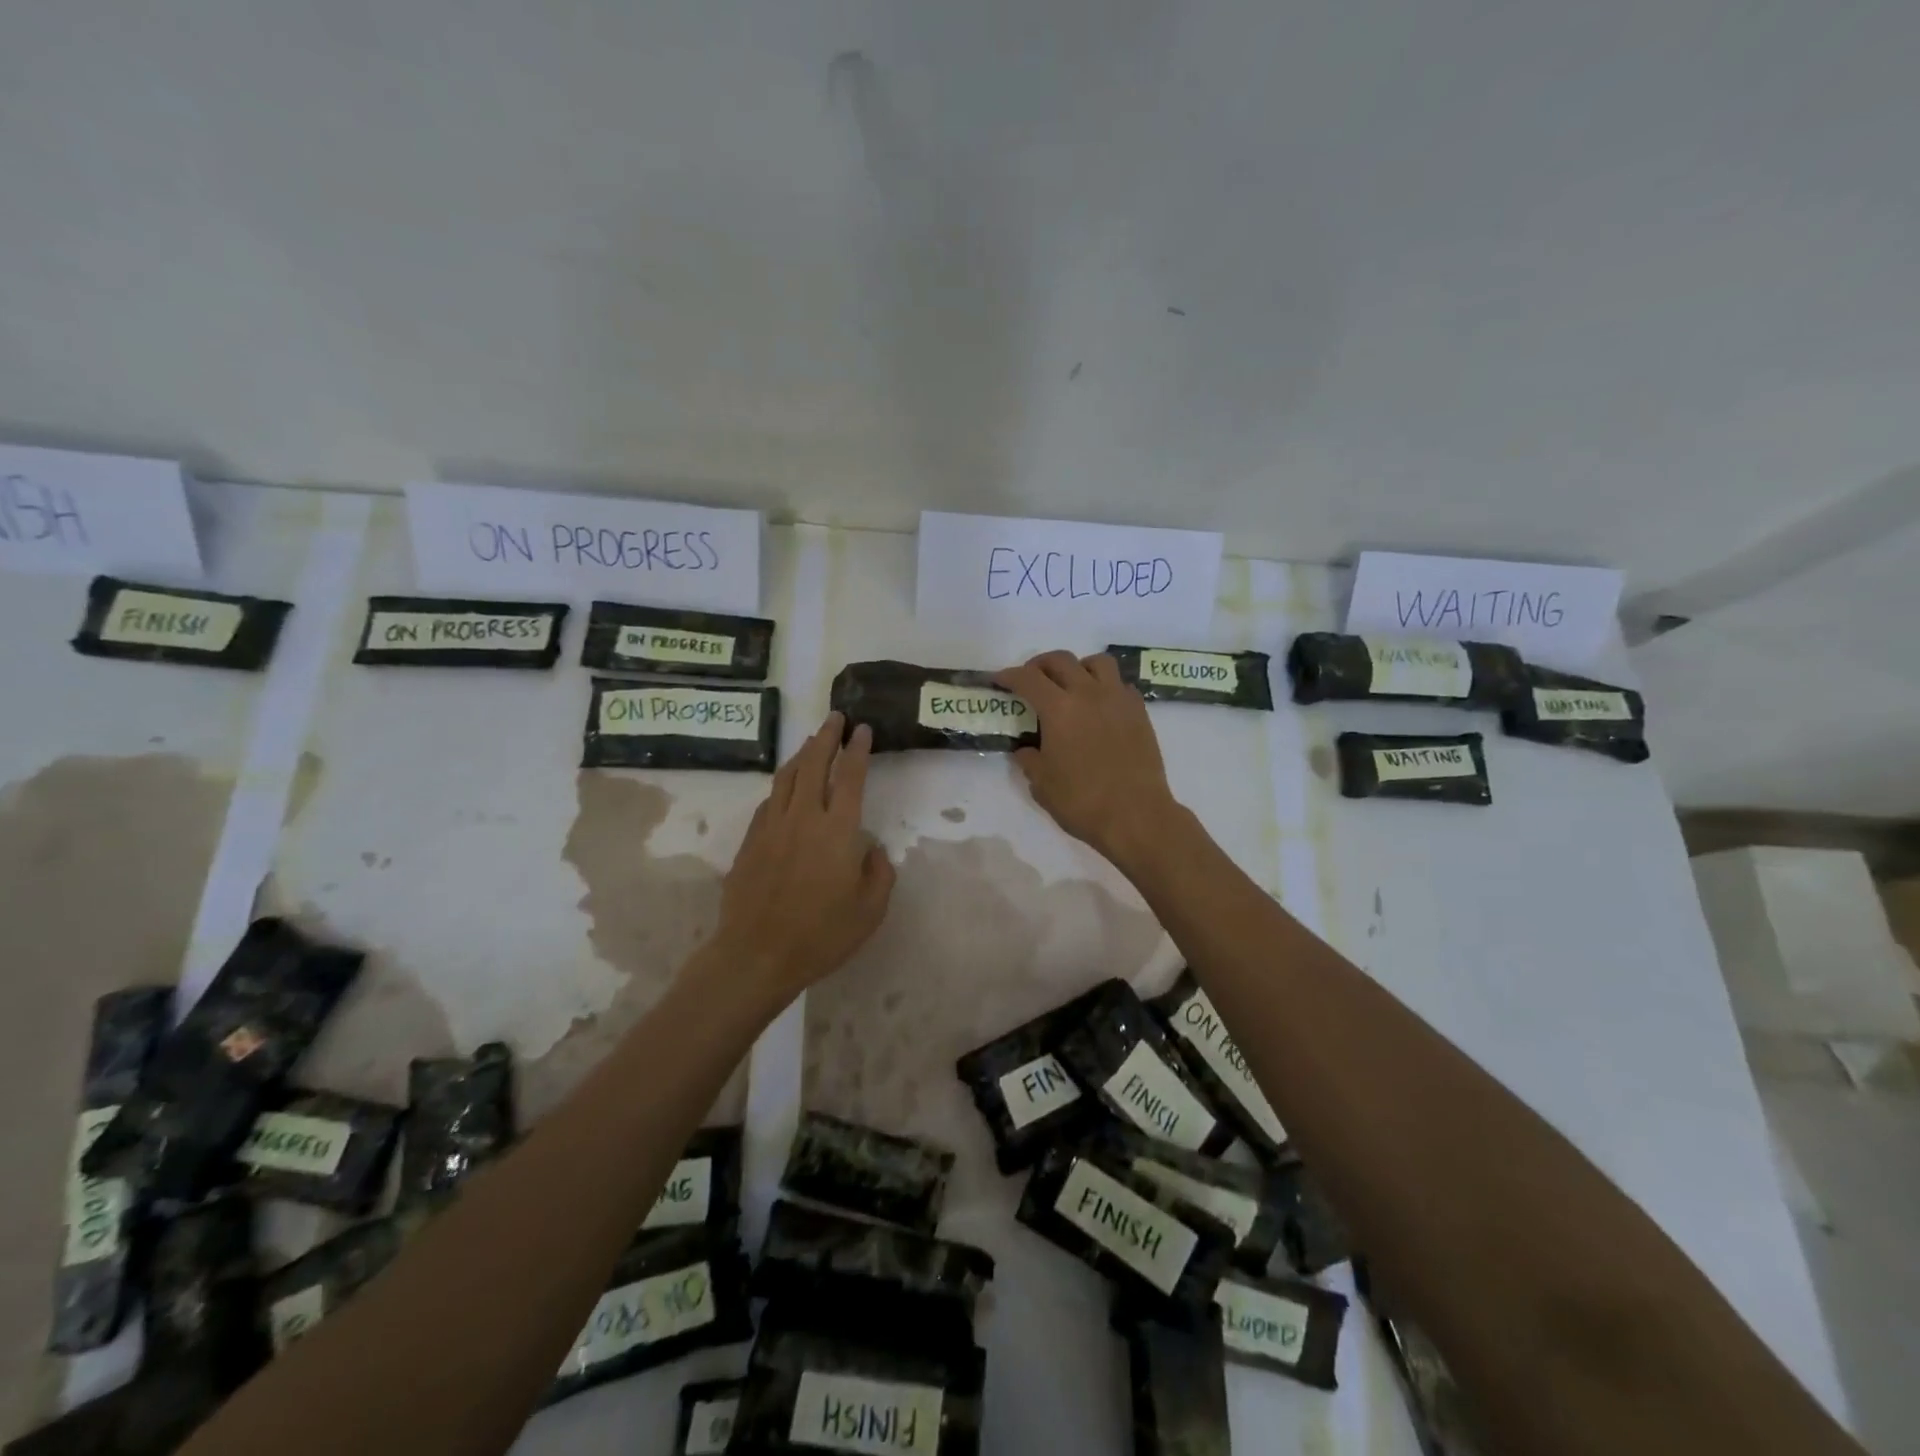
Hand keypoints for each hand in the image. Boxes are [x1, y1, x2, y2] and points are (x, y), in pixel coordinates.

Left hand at [709, 712, 894, 1006]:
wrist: (756, 955)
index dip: (858, 749)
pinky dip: (782, 784)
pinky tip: (786, 786)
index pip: (850, 776)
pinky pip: (769, 800)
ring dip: (802, 754)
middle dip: (826, 737)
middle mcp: (804, 817)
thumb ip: (879, 874)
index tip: (862, 729)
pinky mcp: (750, 841)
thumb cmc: (821, 935)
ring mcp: (772, 826)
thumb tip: (872, 850)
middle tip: (835, 719)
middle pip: (814, 764)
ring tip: (812, 741)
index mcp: (838, 830)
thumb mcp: (870, 911)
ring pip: (787, 777)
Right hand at [995, 651, 1184, 869]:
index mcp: (1059, 709)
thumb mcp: (1042, 784)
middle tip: (1030, 679)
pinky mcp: (1139, 712)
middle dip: (1039, 665)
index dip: (1008, 675)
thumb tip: (1025, 749)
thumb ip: (1029, 760)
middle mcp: (1089, 693)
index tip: (998, 680)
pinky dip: (1105, 686)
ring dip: (1078, 667)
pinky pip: (1120, 684)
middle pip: (1061, 660)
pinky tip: (1099, 706)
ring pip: (1097, 662)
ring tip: (1070, 684)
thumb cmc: (1082, 801)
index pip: (1028, 678)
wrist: (1136, 816)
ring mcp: (1118, 699)